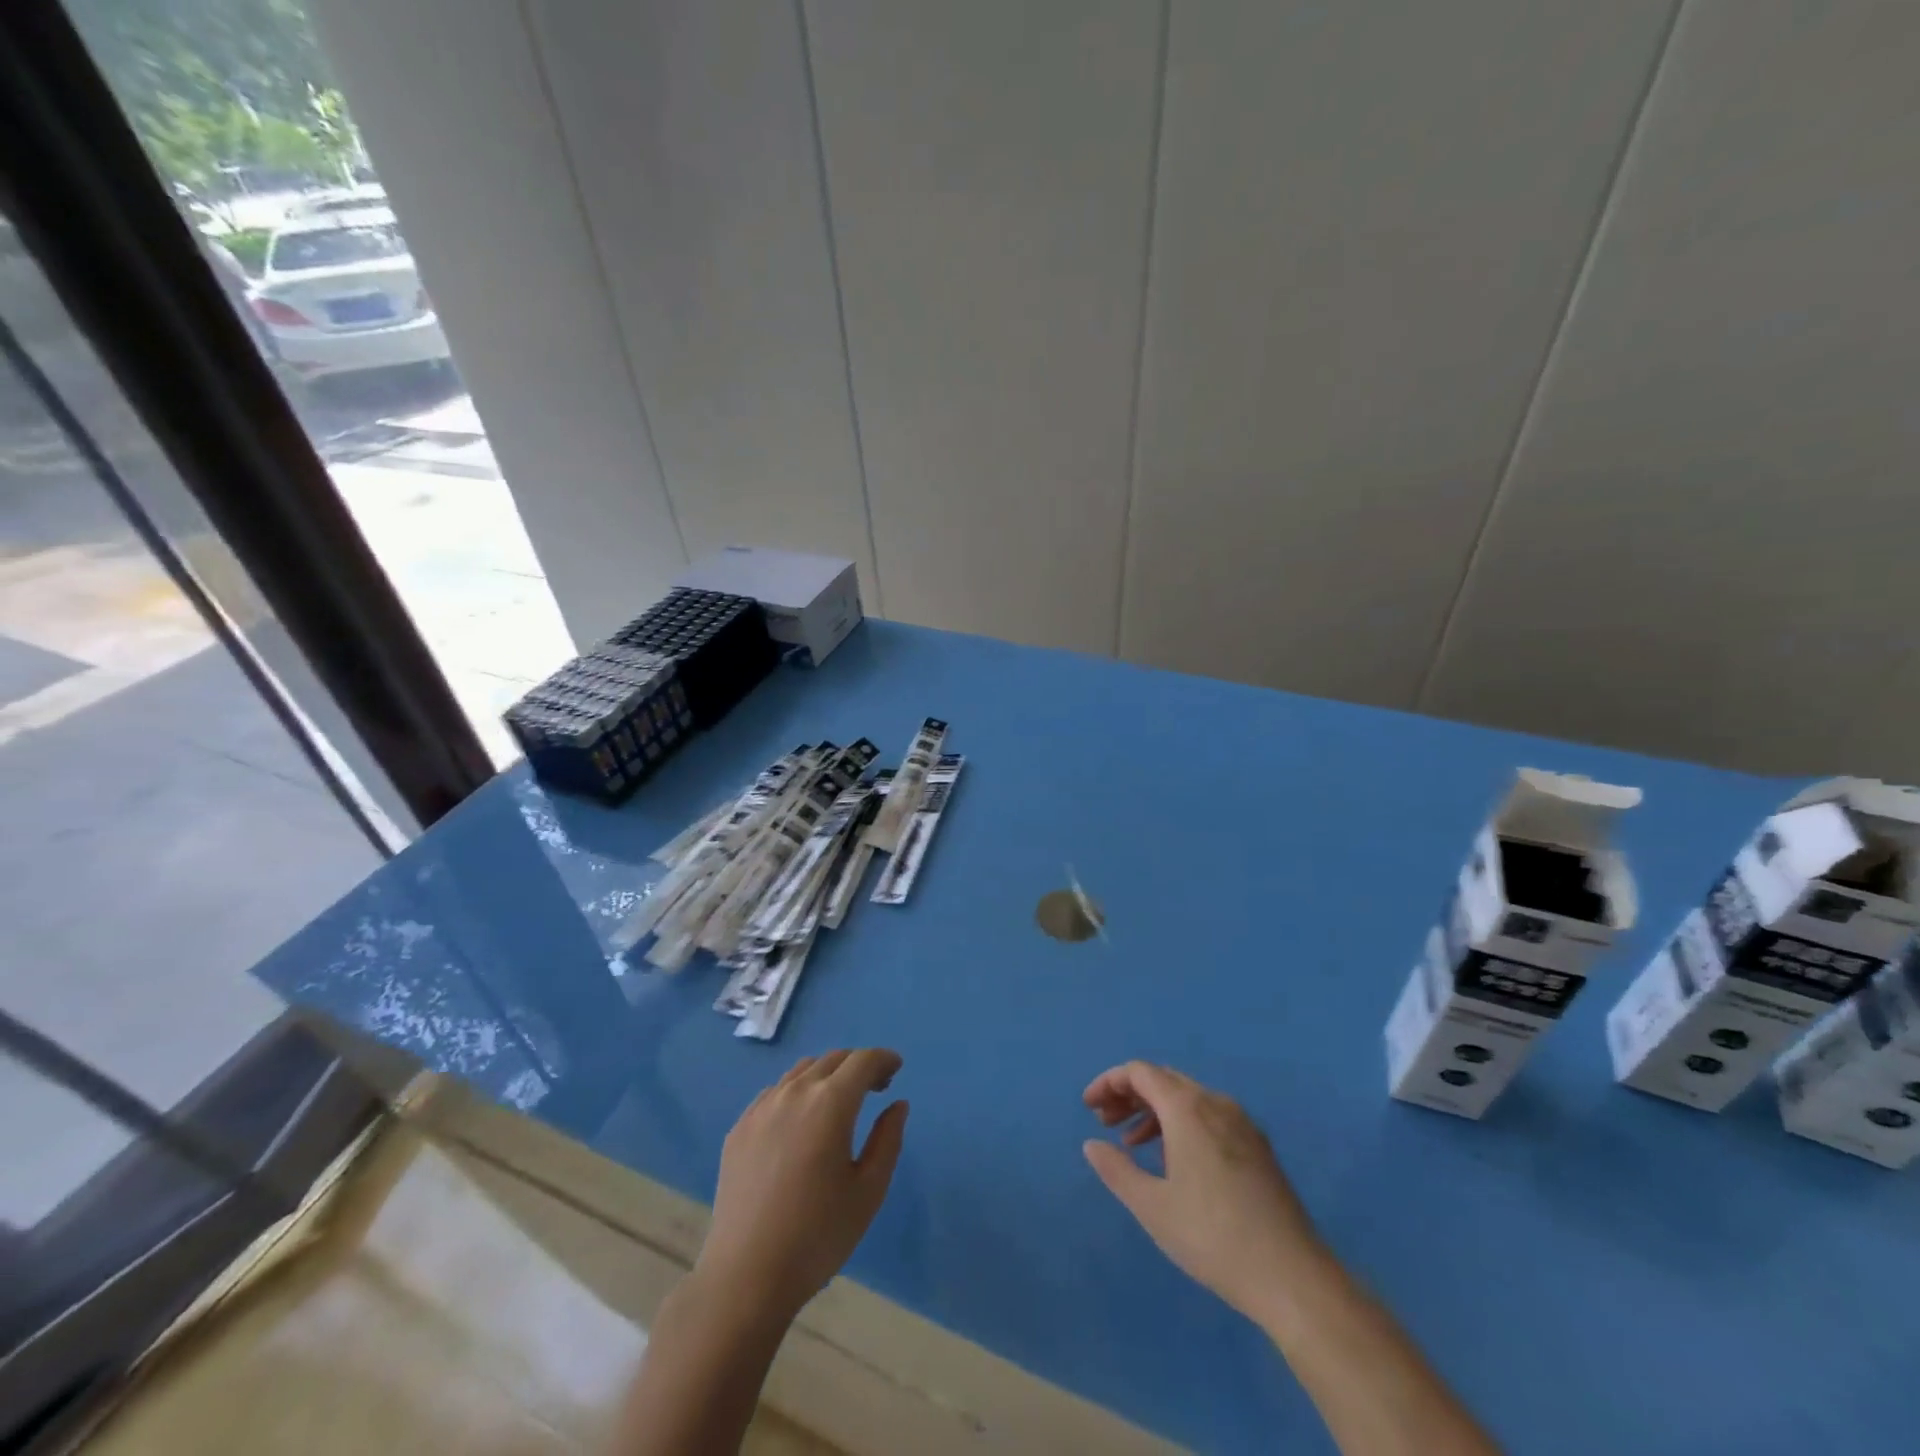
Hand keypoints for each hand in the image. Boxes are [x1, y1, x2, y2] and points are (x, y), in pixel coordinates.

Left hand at [696, 1048, 908, 1319]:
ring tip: (838, 1102)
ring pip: (802, 1071)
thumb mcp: (868, 1191)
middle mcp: (795, 1092)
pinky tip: (801, 1122)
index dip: (883, 1059)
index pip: (863, 1061)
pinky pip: (775, 1092)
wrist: (746, 1275)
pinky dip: (797, 1092)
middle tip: (875, 1087)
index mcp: (830, 1103)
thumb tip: (897, 1104)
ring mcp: (762, 1108)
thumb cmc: (818, 1235)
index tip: (896, 1069)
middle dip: (858, 1065)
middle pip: (833, 1059)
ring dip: (827, 1075)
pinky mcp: (739, 1127)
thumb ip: (887, 1139)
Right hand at [1083, 1061, 1322, 1324]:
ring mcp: (1241, 1123)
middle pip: (1164, 1079)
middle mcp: (1215, 1103)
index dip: (1109, 1082)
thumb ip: (1116, 1170)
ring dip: (1154, 1110)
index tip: (1088, 1107)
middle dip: (1129, 1095)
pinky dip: (1180, 1123)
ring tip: (1131, 1143)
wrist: (1293, 1277)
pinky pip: (1208, 1116)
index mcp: (1188, 1108)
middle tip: (1104, 1122)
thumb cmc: (1213, 1237)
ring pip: (1187, 1097)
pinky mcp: (1257, 1146)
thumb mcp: (1153, 1207)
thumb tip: (1092, 1144)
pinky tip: (1172, 1159)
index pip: (1140, 1072)